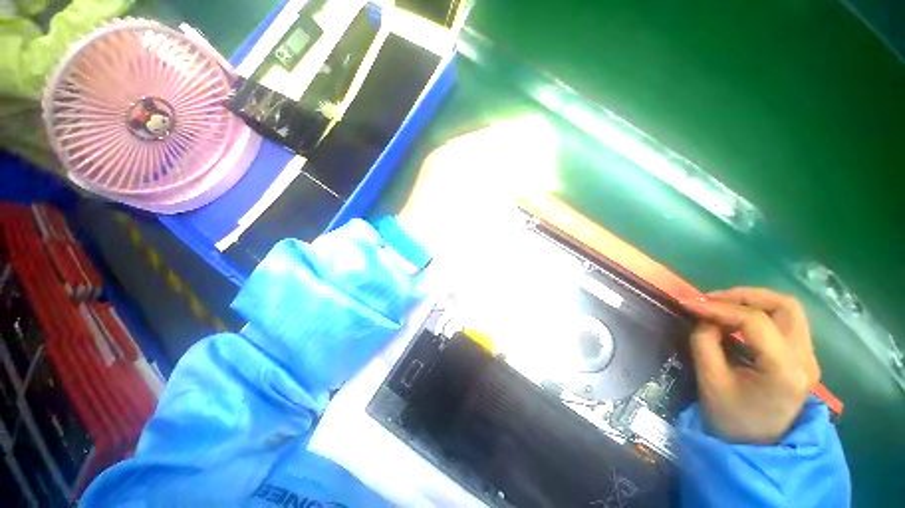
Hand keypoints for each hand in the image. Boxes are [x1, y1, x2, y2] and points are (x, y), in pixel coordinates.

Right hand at [684, 287, 820, 443]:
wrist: (758, 447)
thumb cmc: (732, 419)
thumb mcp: (710, 381)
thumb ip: (705, 342)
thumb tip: (704, 317)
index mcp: (785, 370)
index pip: (755, 321)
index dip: (719, 307)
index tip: (689, 303)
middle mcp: (806, 359)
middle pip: (784, 306)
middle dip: (744, 295)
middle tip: (712, 300)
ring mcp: (809, 357)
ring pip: (788, 310)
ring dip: (754, 301)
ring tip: (722, 306)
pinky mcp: (803, 358)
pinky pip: (786, 322)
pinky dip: (760, 313)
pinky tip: (737, 320)